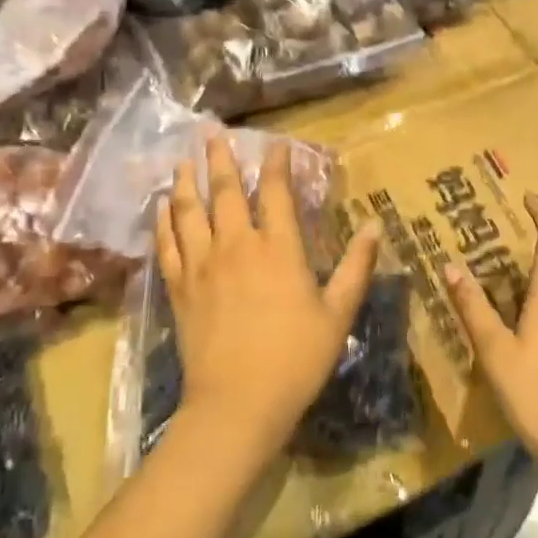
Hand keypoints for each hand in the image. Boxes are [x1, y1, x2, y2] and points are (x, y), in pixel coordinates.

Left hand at [157, 132, 380, 457]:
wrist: (238, 404)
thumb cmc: (297, 359)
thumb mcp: (338, 313)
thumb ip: (357, 266)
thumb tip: (376, 224)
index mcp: (279, 249)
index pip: (277, 192)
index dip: (277, 164)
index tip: (276, 143)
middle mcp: (237, 246)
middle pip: (226, 191)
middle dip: (221, 159)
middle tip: (212, 132)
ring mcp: (202, 266)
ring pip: (190, 211)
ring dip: (187, 181)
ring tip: (184, 159)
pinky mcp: (180, 288)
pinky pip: (167, 244)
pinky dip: (163, 221)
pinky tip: (161, 206)